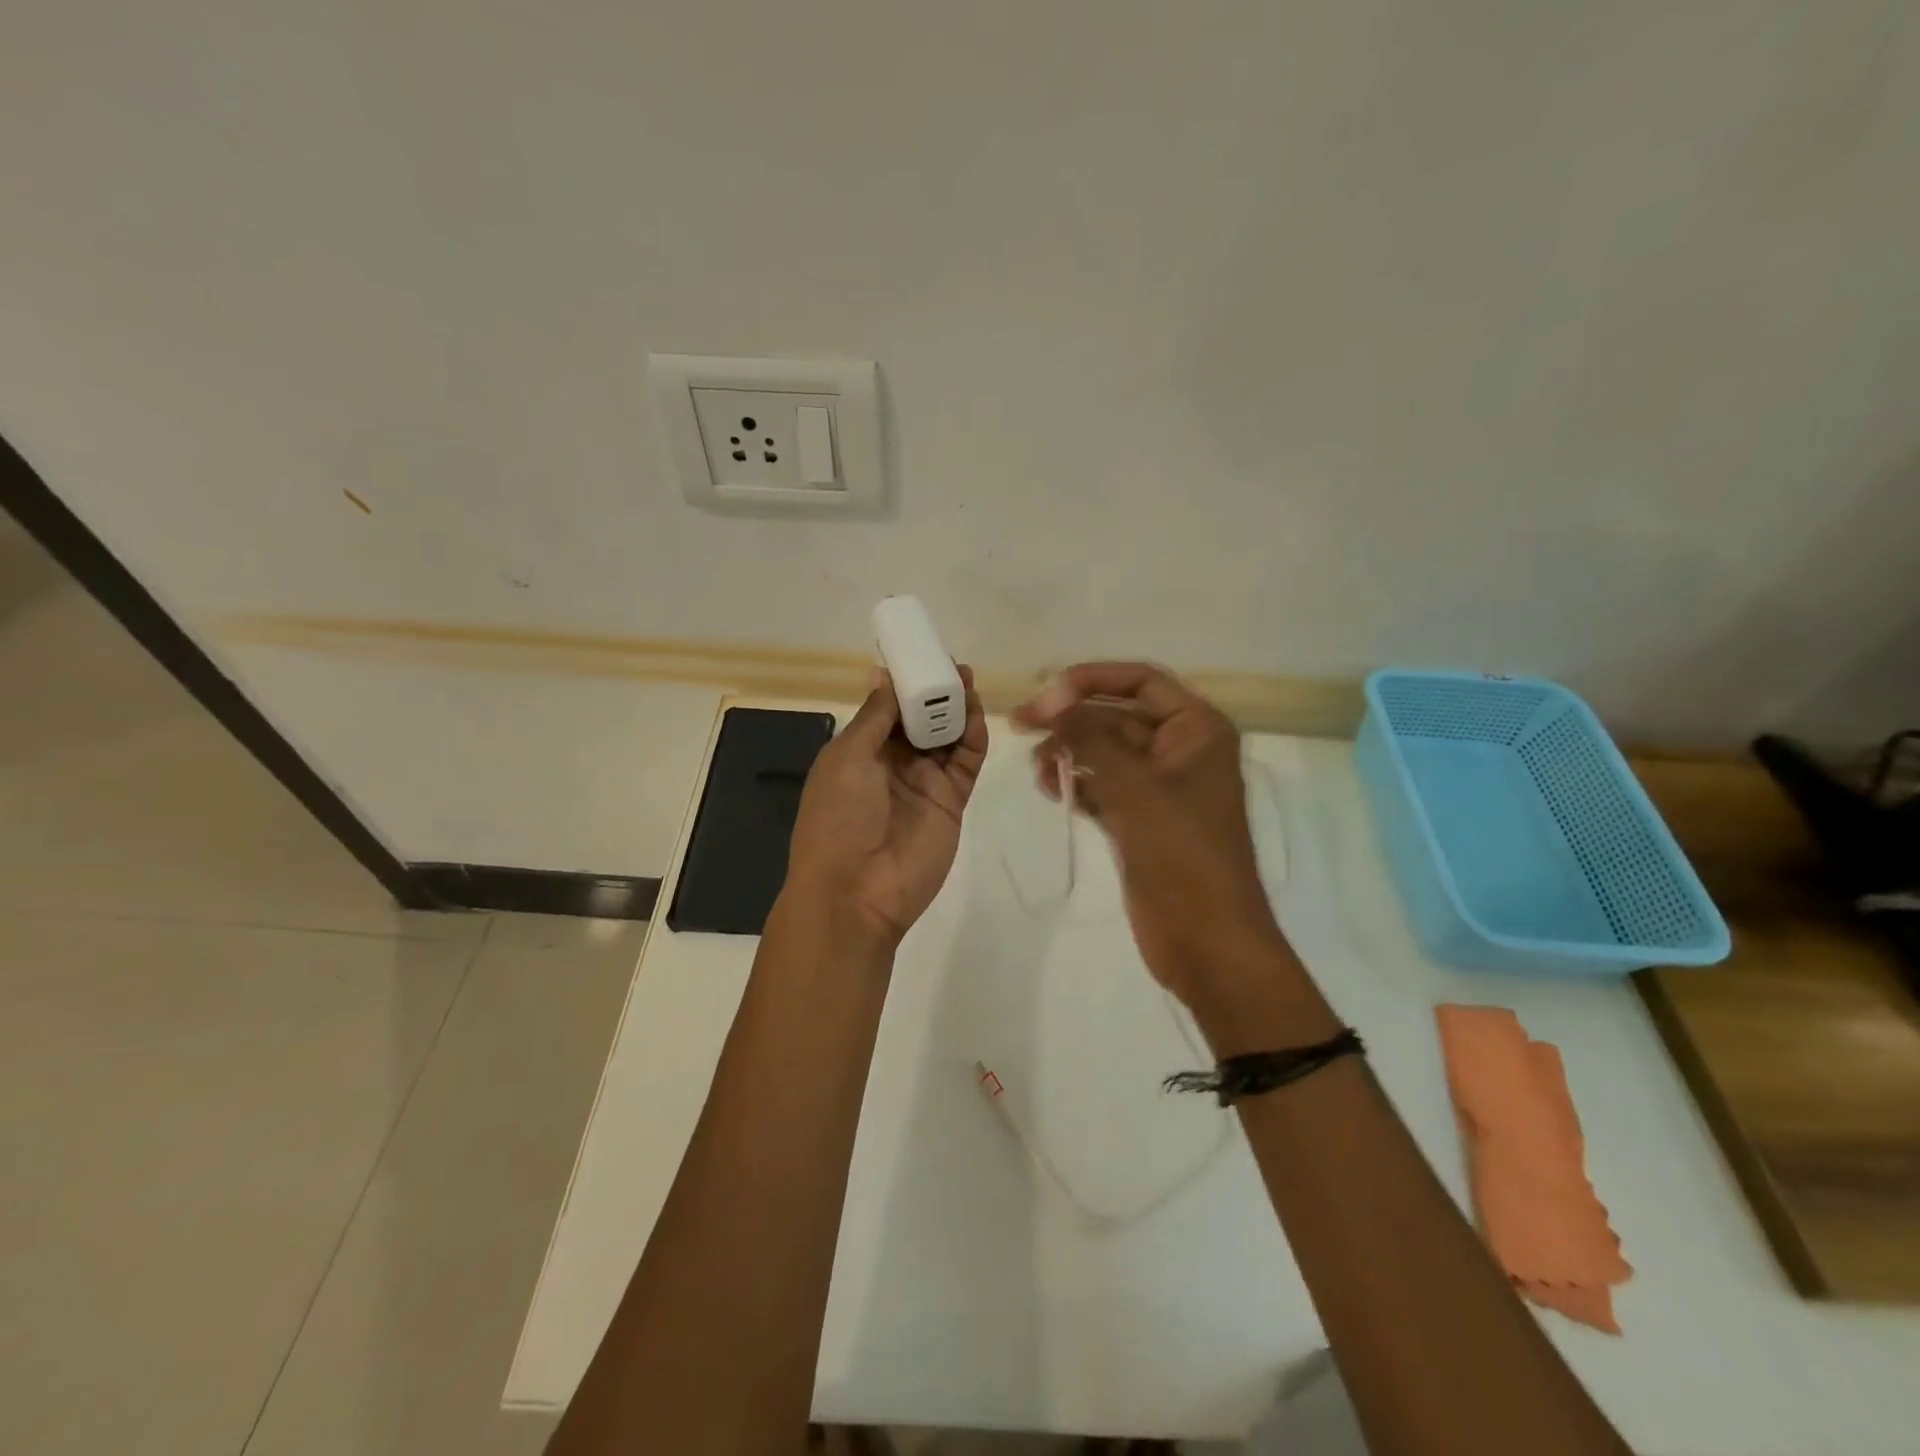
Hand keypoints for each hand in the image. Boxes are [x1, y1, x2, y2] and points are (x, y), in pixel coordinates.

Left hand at [783, 666, 988, 948]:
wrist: (857, 892)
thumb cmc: (838, 817)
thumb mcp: (847, 757)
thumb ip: (875, 715)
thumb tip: (885, 673)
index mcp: (859, 752)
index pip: (887, 708)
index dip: (904, 682)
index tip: (921, 653)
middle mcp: (893, 764)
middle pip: (921, 719)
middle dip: (935, 690)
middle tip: (953, 664)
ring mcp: (925, 782)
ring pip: (947, 736)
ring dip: (956, 708)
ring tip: (967, 679)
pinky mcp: (952, 800)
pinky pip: (966, 761)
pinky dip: (973, 735)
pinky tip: (976, 712)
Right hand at [1014, 662, 1285, 1006]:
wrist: (1207, 940)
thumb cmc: (1180, 853)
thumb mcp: (1134, 786)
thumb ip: (1090, 736)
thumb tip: (1052, 696)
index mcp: (1197, 729)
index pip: (1140, 681)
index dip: (1091, 679)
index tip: (1044, 692)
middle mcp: (1181, 750)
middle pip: (1118, 715)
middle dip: (1072, 718)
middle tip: (1021, 726)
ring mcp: (1161, 788)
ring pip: (1107, 752)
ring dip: (1070, 752)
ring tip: (1037, 767)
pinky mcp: (1142, 820)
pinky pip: (1105, 786)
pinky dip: (1078, 783)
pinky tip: (1050, 788)